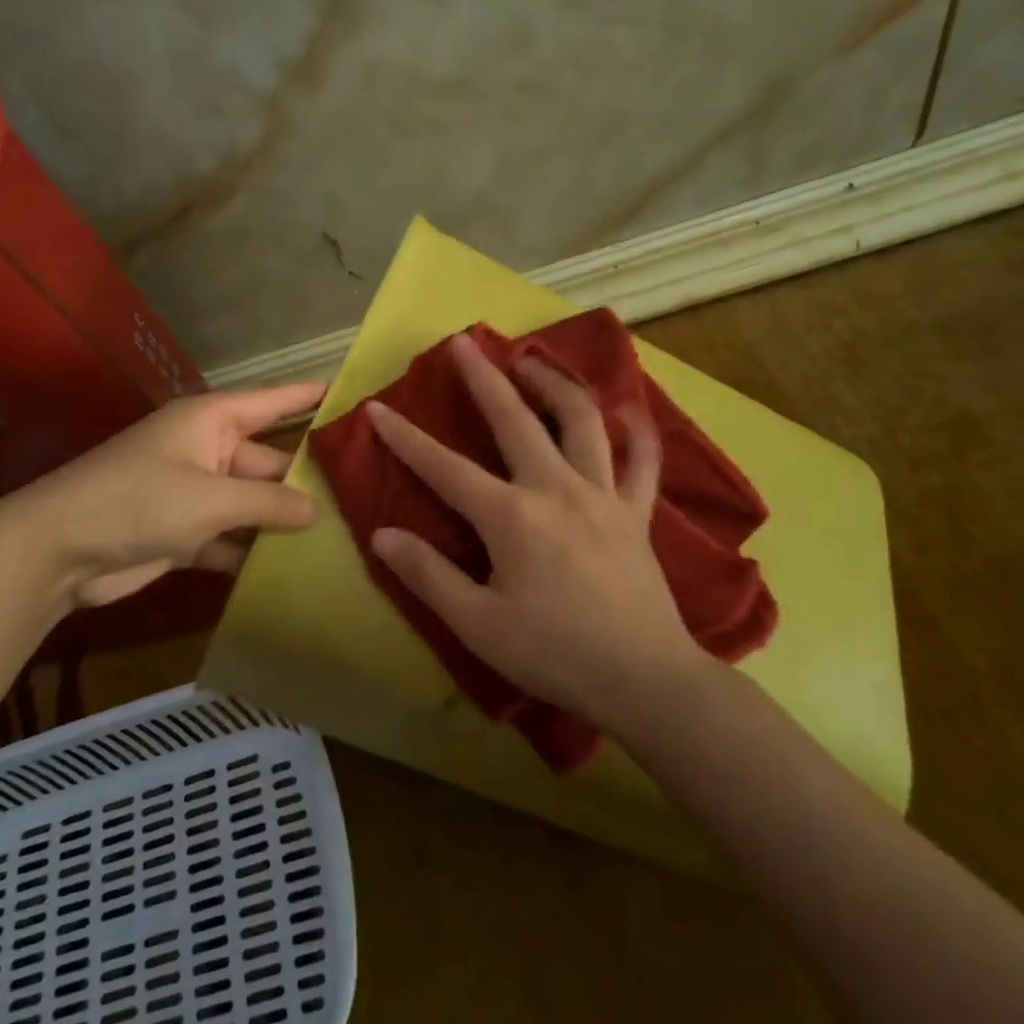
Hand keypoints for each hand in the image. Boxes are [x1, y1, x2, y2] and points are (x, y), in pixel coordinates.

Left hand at [10, 381, 326, 609]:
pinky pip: (233, 536)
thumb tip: (317, 509)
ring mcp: (197, 493)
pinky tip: (297, 567)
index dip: (311, 396)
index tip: (354, 397)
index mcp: (212, 421)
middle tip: (366, 491)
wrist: (58, 551)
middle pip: (270, 459)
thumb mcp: (211, 498)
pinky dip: (255, 551)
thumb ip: (269, 502)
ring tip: (346, 532)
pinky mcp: (186, 533)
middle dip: (309, 477)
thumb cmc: (138, 502)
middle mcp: (208, 451)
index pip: (274, 402)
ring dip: (286, 520)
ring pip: (254, 502)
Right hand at [366, 334, 705, 731]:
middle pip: (515, 420)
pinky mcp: (638, 513)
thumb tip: (382, 535)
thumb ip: (428, 575)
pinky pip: (643, 462)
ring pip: (581, 422)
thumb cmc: (554, 654)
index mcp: (511, 516)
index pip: (445, 468)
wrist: (644, 680)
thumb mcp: (478, 624)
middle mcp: (556, 489)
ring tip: (532, 362)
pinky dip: (638, 433)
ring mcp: (603, 495)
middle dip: (484, 379)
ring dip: (554, 385)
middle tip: (464, 343)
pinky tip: (631, 411)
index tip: (378, 408)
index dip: (406, 438)